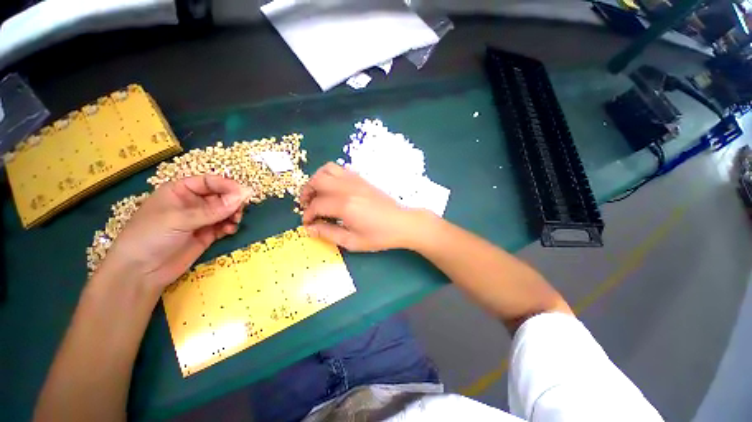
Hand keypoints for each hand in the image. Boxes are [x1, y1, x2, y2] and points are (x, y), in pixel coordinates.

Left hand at [100, 175, 252, 289]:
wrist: (141, 272)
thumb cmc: (151, 236)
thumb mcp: (180, 219)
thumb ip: (213, 210)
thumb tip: (243, 196)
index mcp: (180, 191)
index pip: (209, 182)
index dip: (227, 185)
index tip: (244, 193)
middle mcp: (192, 203)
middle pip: (220, 196)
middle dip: (232, 202)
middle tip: (240, 210)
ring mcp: (200, 220)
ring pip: (225, 211)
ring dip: (233, 214)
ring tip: (235, 221)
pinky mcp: (206, 234)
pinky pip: (224, 225)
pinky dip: (230, 226)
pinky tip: (229, 230)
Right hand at [300, 163, 426, 251]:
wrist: (401, 223)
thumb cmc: (379, 236)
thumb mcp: (352, 241)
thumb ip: (328, 234)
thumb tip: (309, 229)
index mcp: (345, 205)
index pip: (316, 205)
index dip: (307, 215)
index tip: (307, 223)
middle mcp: (348, 188)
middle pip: (317, 181)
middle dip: (307, 193)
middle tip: (307, 206)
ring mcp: (356, 181)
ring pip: (328, 169)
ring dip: (317, 180)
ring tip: (317, 194)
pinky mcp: (362, 179)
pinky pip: (341, 169)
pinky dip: (330, 175)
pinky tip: (333, 189)